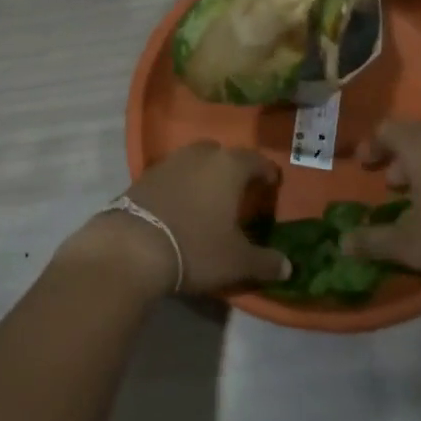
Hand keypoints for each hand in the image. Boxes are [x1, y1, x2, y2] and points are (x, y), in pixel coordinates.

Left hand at [64, 142, 291, 297]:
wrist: (132, 247)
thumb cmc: (196, 247)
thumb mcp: (237, 261)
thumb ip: (265, 262)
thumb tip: (288, 266)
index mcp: (228, 166)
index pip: (255, 160)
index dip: (266, 172)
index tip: (271, 184)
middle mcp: (199, 155)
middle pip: (221, 154)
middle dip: (231, 168)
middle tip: (238, 190)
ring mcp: (167, 163)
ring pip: (193, 161)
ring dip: (202, 175)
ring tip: (208, 199)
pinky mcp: (142, 177)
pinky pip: (170, 175)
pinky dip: (179, 185)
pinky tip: (179, 206)